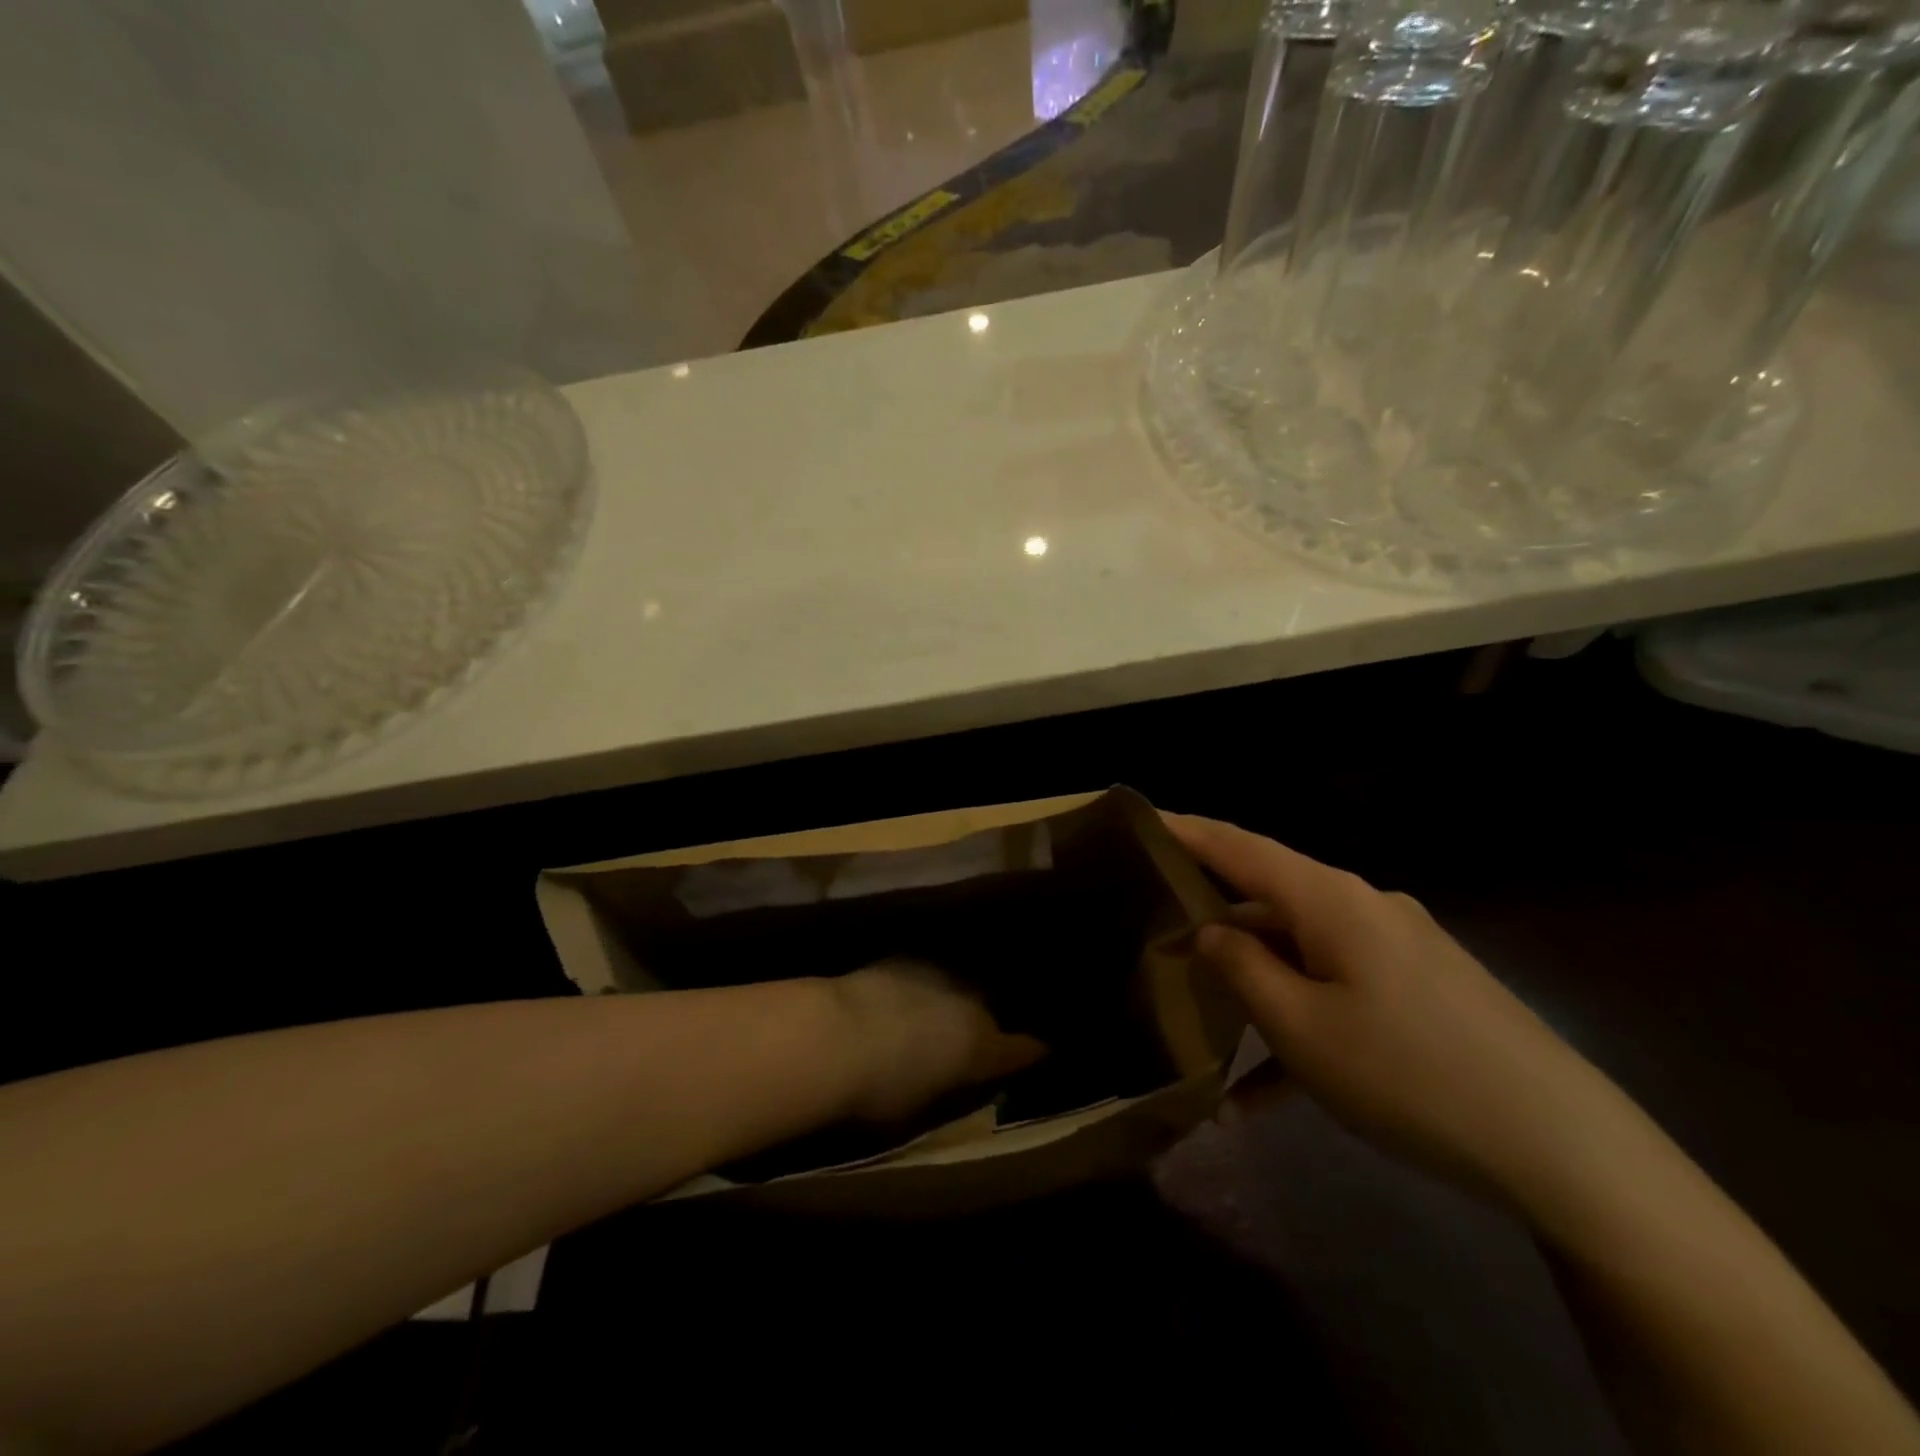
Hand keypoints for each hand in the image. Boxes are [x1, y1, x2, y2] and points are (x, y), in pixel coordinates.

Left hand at [830, 961, 1046, 1123]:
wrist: (833, 1034)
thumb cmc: (880, 1090)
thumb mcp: (925, 1105)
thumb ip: (953, 1089)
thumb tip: (963, 1080)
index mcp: (982, 1046)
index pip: (1020, 1049)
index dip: (1029, 1051)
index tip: (1041, 1051)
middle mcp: (969, 1001)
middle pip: (987, 1009)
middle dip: (987, 1020)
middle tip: (976, 1036)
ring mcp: (937, 973)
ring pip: (958, 984)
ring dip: (953, 998)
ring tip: (942, 1011)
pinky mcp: (903, 958)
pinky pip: (926, 972)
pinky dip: (924, 985)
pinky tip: (909, 995)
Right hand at [1165, 813, 1629, 1207]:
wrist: (1566, 1150)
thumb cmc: (1410, 1075)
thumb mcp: (1302, 1029)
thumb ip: (1242, 969)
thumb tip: (1209, 931)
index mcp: (1332, 900)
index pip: (1241, 846)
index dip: (1186, 830)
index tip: (1140, 818)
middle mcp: (1364, 907)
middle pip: (1269, 898)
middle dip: (1212, 920)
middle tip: (1156, 940)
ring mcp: (1399, 947)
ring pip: (1301, 952)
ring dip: (1256, 990)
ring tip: (1206, 1037)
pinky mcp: (1422, 988)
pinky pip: (1341, 990)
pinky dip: (1303, 1025)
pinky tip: (1270, 1095)